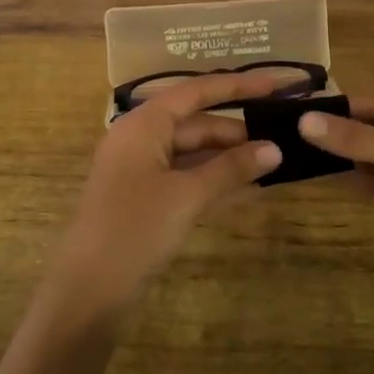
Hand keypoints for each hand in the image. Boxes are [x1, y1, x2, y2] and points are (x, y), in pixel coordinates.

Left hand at [46, 71, 284, 321]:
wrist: (89, 287)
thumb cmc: (135, 228)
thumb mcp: (187, 195)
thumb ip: (230, 169)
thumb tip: (275, 149)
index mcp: (143, 125)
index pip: (195, 92)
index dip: (237, 87)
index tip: (275, 86)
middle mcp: (141, 139)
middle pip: (196, 123)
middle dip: (237, 131)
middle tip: (283, 138)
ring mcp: (142, 170)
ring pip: (193, 153)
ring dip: (229, 158)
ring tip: (273, 162)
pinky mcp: (147, 198)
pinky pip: (187, 177)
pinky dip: (215, 180)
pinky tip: (249, 188)